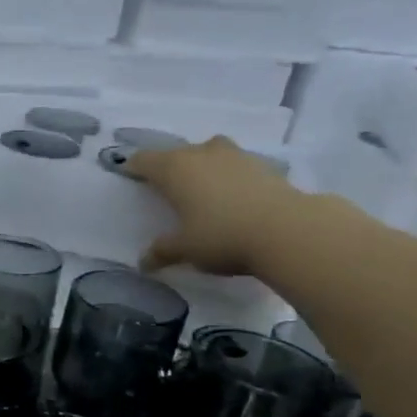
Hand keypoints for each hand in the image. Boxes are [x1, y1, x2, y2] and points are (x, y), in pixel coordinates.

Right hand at [127, 136, 309, 276]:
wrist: (287, 230)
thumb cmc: (221, 235)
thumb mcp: (185, 249)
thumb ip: (162, 251)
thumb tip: (144, 262)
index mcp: (174, 169)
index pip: (144, 160)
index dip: (133, 168)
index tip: (128, 177)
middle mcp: (201, 153)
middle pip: (176, 154)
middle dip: (168, 168)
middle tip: (164, 188)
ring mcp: (235, 155)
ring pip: (208, 153)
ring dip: (200, 166)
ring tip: (199, 188)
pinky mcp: (262, 165)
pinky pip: (233, 165)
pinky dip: (226, 176)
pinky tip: (230, 196)